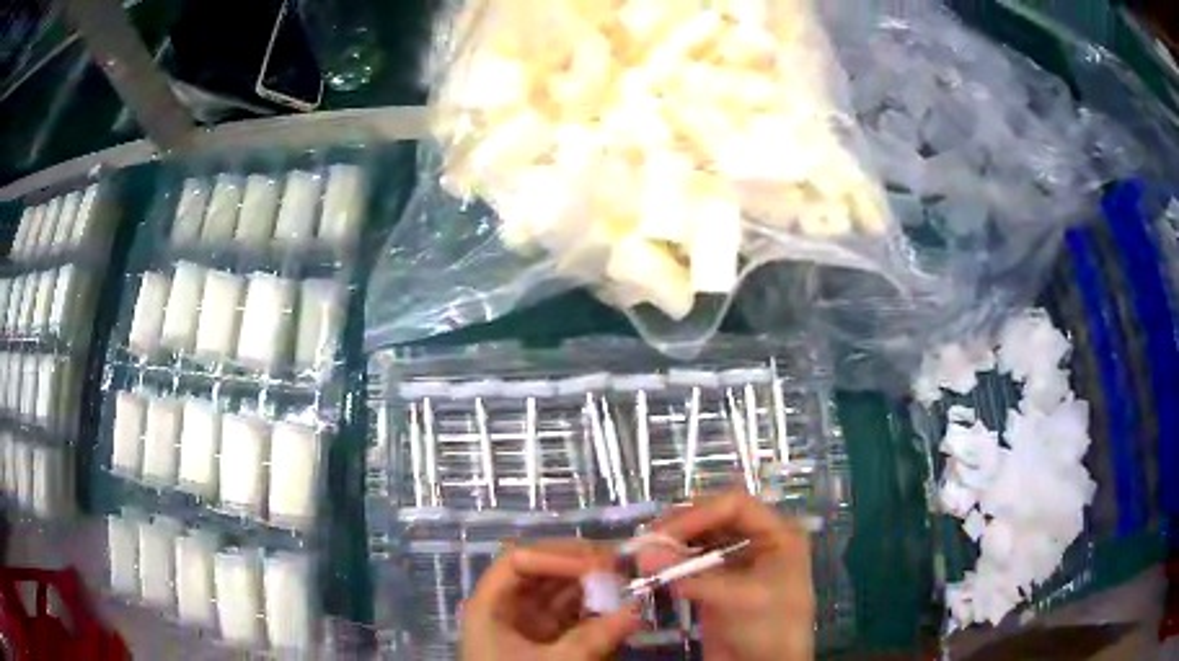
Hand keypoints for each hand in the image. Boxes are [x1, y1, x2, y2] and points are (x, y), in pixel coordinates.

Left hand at [460, 541, 642, 660]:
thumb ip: (594, 639)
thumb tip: (638, 610)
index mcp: (491, 605)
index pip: (518, 561)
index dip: (556, 556)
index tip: (599, 565)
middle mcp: (507, 606)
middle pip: (540, 569)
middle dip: (579, 563)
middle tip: (621, 563)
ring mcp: (527, 622)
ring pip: (559, 589)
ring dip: (592, 584)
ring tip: (627, 580)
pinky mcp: (547, 638)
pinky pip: (571, 613)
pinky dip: (594, 607)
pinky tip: (618, 606)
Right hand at [641, 492, 814, 660]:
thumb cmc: (768, 628)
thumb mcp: (735, 599)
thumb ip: (688, 575)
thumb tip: (641, 551)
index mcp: (778, 534)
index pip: (735, 505)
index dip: (698, 514)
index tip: (662, 534)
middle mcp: (760, 540)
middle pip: (716, 518)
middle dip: (682, 527)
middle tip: (646, 541)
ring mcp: (739, 562)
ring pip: (702, 539)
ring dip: (674, 544)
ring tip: (645, 554)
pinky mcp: (720, 583)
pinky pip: (694, 563)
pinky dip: (674, 564)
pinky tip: (654, 569)